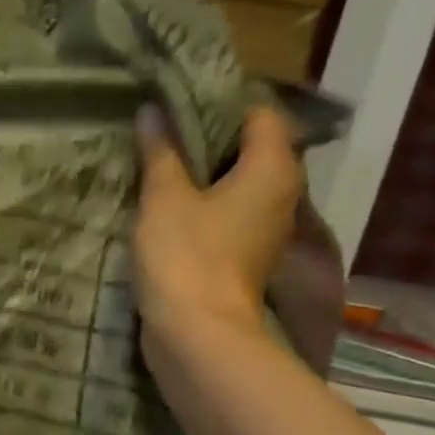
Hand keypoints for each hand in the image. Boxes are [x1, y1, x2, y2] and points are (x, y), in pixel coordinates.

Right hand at [133, 104, 301, 361]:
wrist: (198, 334)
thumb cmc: (186, 256)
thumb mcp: (164, 197)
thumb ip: (161, 151)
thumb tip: (153, 111)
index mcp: (273, 169)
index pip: (260, 113)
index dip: (221, 102)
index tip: (180, 100)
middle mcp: (281, 193)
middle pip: (250, 147)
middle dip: (208, 136)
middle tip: (163, 126)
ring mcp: (265, 227)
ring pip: (237, 181)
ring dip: (203, 171)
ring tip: (160, 158)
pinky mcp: (245, 253)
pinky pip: (227, 210)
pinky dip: (202, 201)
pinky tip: (166, 199)